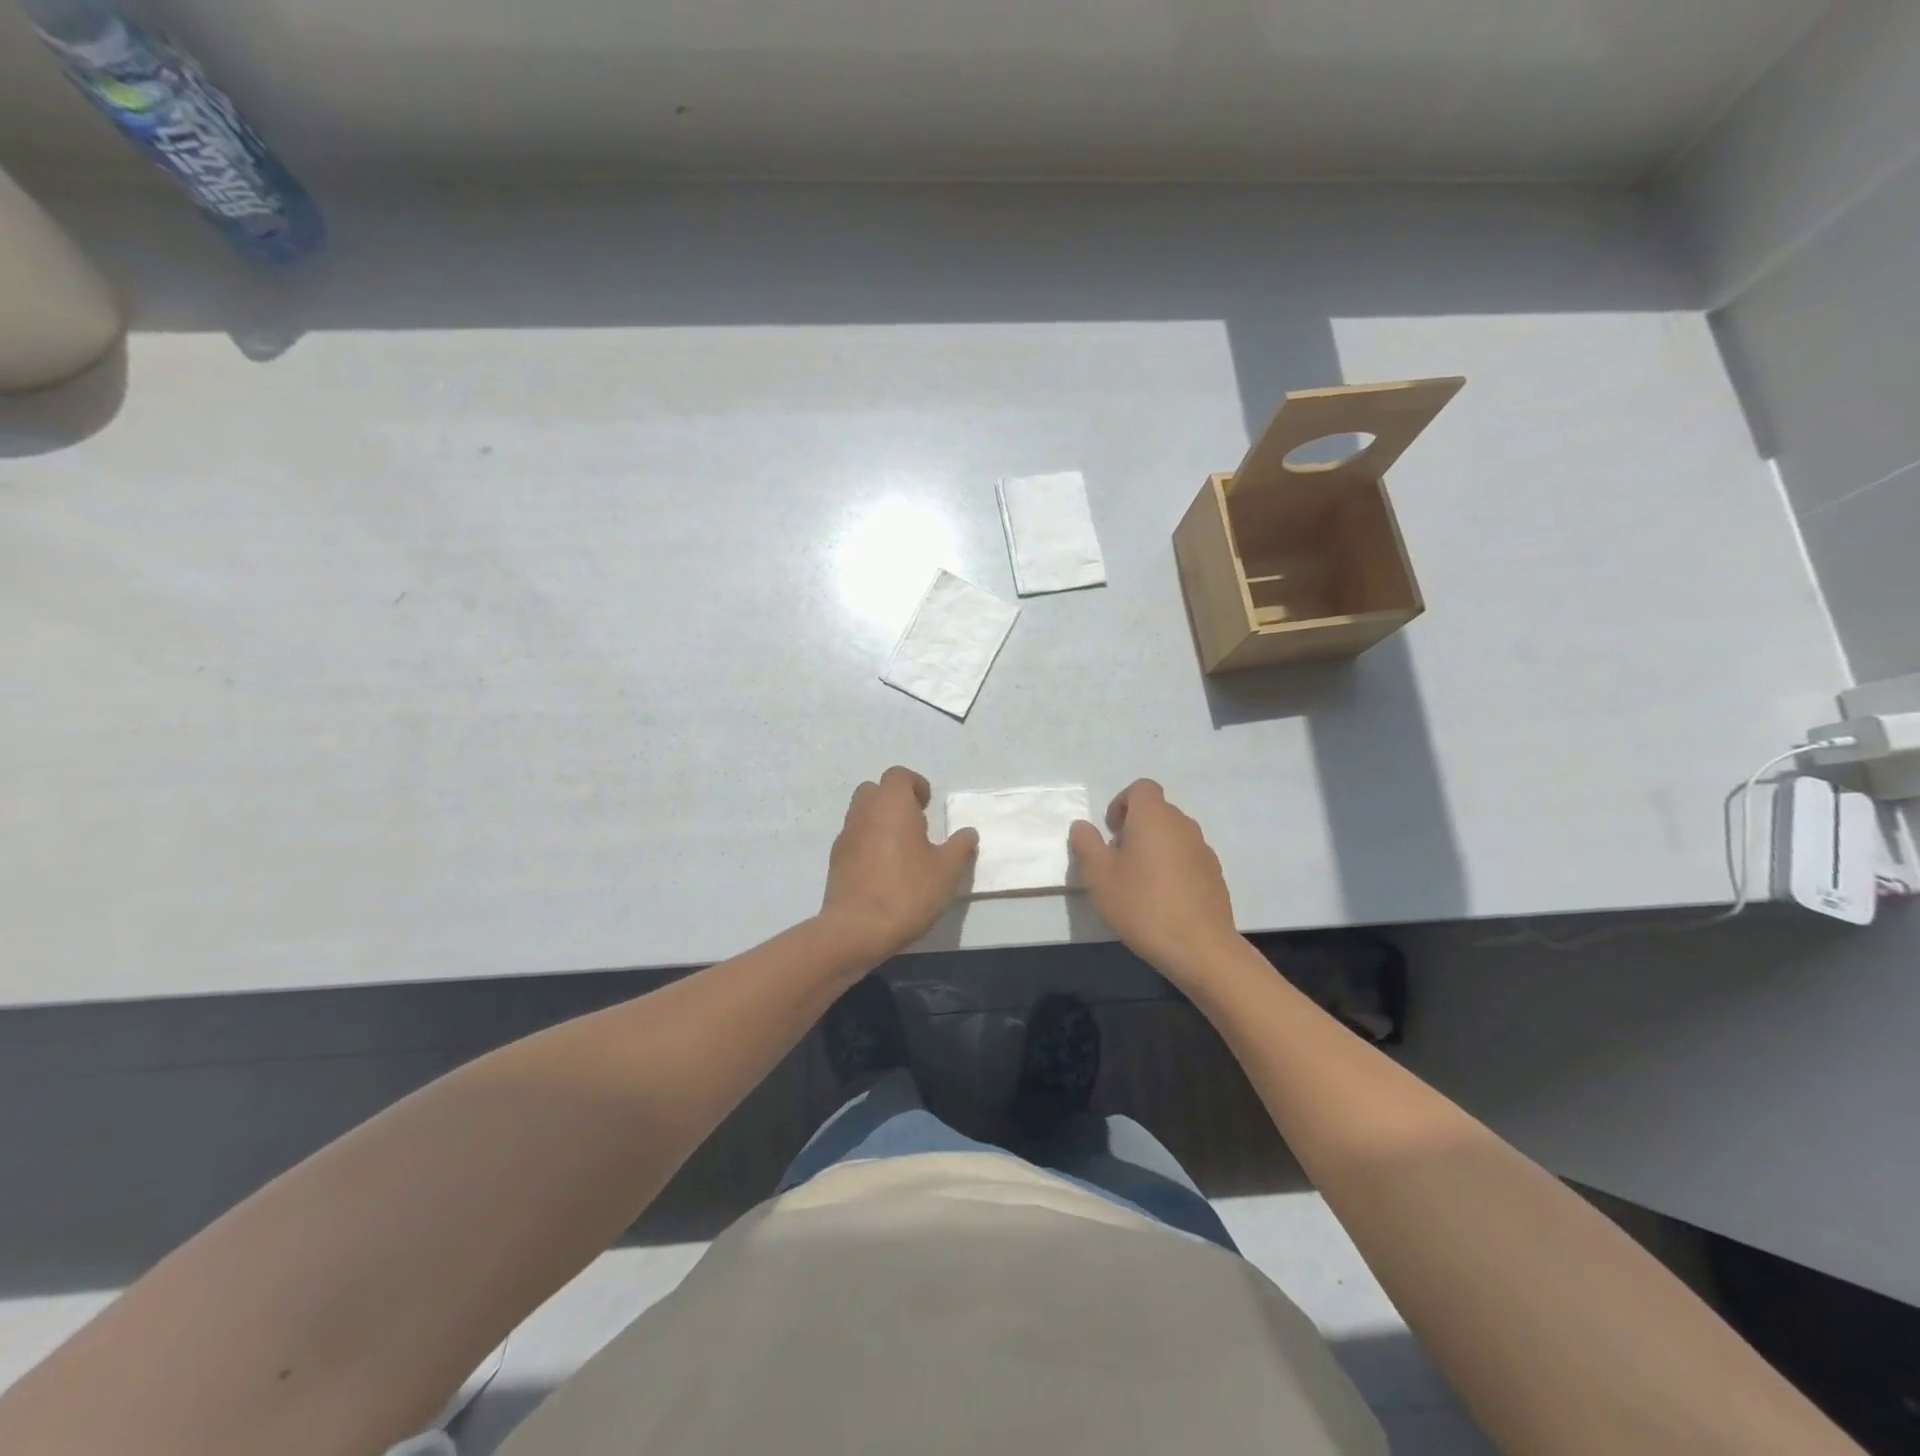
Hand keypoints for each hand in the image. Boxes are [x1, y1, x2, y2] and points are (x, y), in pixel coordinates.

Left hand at [821, 767, 978, 964]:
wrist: (856, 929)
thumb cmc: (907, 892)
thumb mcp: (947, 871)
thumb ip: (960, 847)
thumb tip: (968, 833)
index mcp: (892, 805)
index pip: (898, 775)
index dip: (915, 784)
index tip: (928, 804)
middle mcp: (864, 813)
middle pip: (875, 790)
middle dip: (894, 800)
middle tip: (915, 823)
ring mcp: (845, 836)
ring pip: (861, 814)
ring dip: (880, 821)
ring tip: (901, 849)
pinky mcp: (835, 861)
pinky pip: (854, 839)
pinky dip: (867, 843)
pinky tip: (883, 870)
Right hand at [1070, 779, 1238, 981]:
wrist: (1199, 946)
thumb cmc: (1141, 904)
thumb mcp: (1098, 875)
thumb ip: (1086, 844)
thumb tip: (1083, 826)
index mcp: (1154, 816)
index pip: (1141, 788)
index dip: (1121, 803)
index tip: (1110, 832)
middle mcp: (1182, 824)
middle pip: (1157, 811)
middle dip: (1135, 827)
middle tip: (1118, 859)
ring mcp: (1203, 849)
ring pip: (1173, 836)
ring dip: (1154, 848)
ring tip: (1139, 882)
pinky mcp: (1215, 875)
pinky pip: (1187, 858)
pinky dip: (1173, 867)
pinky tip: (1162, 899)